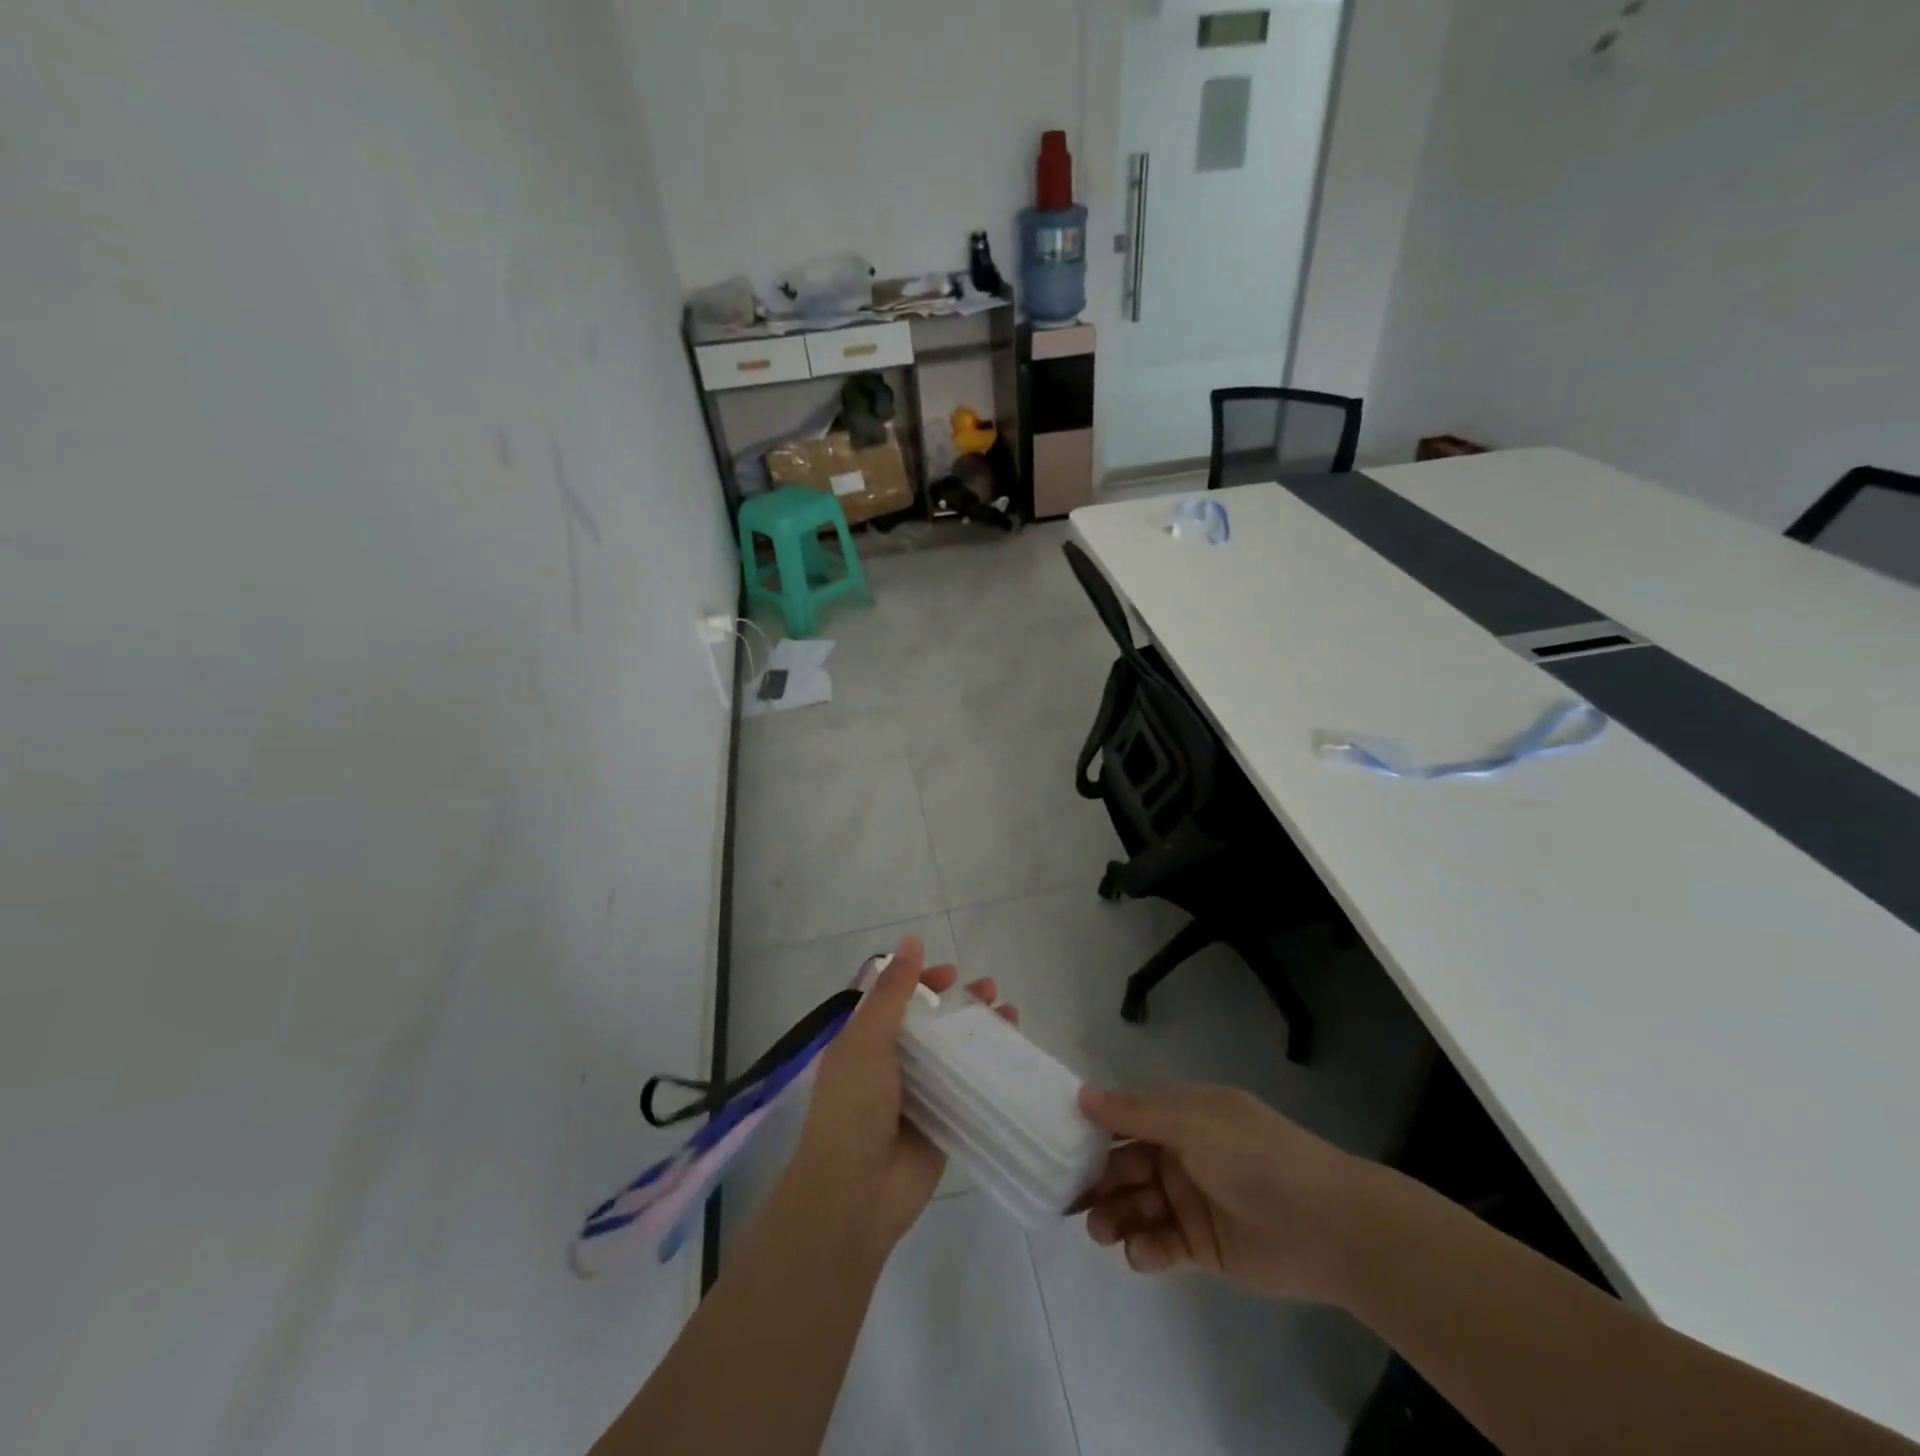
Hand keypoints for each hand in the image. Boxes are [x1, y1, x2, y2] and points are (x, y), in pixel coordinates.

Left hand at [788, 935, 1014, 1252]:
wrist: (855, 1193)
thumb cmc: (854, 1106)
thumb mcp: (868, 1038)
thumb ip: (892, 990)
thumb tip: (911, 940)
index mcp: (865, 1042)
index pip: (899, 1000)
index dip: (925, 982)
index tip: (953, 973)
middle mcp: (891, 1065)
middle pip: (932, 1024)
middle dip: (961, 1004)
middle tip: (992, 991)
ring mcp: (918, 1096)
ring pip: (955, 1053)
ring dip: (981, 1032)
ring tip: (1011, 1015)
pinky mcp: (942, 1124)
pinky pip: (969, 1089)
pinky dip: (990, 1070)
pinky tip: (1014, 1056)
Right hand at [1075, 1083, 1365, 1303]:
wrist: (1328, 1225)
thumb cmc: (1255, 1156)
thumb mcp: (1192, 1122)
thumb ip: (1135, 1112)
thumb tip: (1081, 1094)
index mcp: (1182, 1116)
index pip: (1126, 1118)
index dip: (1093, 1129)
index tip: (1056, 1143)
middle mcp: (1182, 1153)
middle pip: (1125, 1164)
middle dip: (1097, 1179)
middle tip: (1068, 1198)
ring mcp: (1191, 1200)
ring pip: (1138, 1204)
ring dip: (1115, 1215)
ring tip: (1100, 1230)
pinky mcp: (1203, 1246)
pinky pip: (1162, 1244)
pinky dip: (1145, 1247)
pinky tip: (1139, 1252)